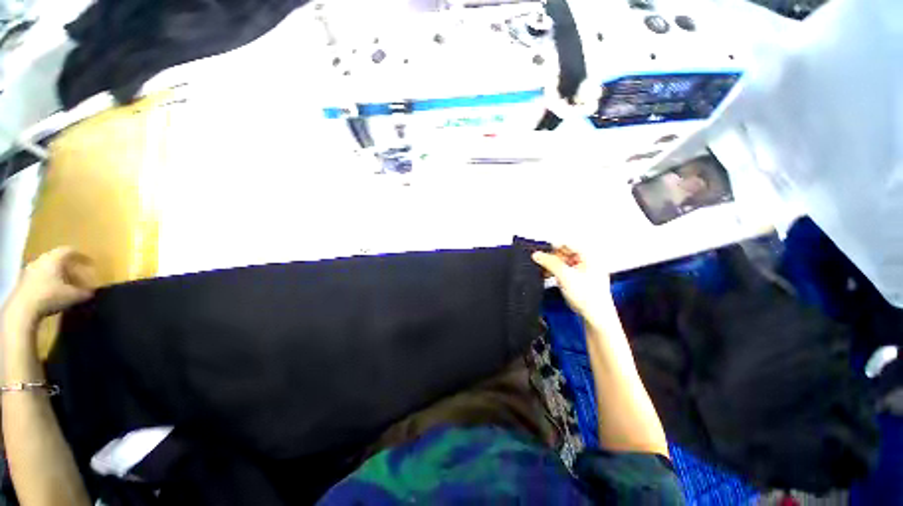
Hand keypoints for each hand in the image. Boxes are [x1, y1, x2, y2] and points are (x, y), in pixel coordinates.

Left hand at [4, 247, 94, 325]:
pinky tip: (52, 293)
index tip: (91, 263)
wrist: (23, 309)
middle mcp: (42, 259)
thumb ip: (84, 292)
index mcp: (54, 258)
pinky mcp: (24, 281)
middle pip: (57, 259)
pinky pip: (40, 277)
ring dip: (57, 275)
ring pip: (47, 268)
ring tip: (65, 286)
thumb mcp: (73, 296)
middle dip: (68, 267)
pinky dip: (48, 282)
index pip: (70, 251)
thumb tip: (92, 291)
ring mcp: (30, 270)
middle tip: (78, 276)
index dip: (82, 257)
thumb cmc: (50, 296)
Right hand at [532, 246, 612, 318]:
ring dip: (554, 266)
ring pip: (565, 261)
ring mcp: (586, 270)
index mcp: (590, 255)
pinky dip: (557, 272)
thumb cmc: (589, 298)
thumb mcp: (564, 276)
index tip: (541, 253)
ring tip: (545, 272)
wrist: (596, 316)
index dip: (552, 247)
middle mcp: (590, 260)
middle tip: (543, 264)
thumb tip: (537, 254)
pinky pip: (567, 269)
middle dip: (552, 258)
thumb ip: (549, 262)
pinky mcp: (582, 278)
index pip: (568, 243)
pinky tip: (552, 277)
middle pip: (566, 251)